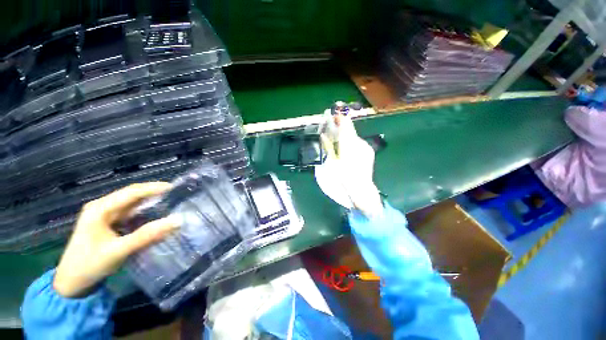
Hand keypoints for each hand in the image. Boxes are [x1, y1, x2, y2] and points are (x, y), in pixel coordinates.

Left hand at [54, 182, 179, 297]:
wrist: (71, 284)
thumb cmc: (89, 265)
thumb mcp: (118, 251)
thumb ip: (147, 235)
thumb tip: (177, 221)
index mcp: (100, 209)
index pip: (132, 192)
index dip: (154, 188)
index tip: (176, 189)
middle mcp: (102, 207)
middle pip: (132, 195)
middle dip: (155, 194)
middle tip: (177, 196)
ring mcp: (104, 215)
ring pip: (132, 204)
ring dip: (151, 203)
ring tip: (171, 204)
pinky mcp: (108, 224)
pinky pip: (130, 214)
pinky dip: (145, 213)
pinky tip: (156, 216)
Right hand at [319, 113, 383, 217]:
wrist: (361, 190)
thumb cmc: (344, 178)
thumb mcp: (331, 163)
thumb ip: (328, 147)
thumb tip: (324, 136)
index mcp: (349, 145)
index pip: (345, 126)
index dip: (340, 118)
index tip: (335, 114)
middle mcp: (359, 143)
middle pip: (350, 131)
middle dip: (341, 129)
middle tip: (333, 131)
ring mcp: (365, 148)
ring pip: (354, 138)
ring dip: (346, 138)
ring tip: (339, 146)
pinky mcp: (369, 153)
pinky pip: (358, 145)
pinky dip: (352, 145)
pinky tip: (348, 153)